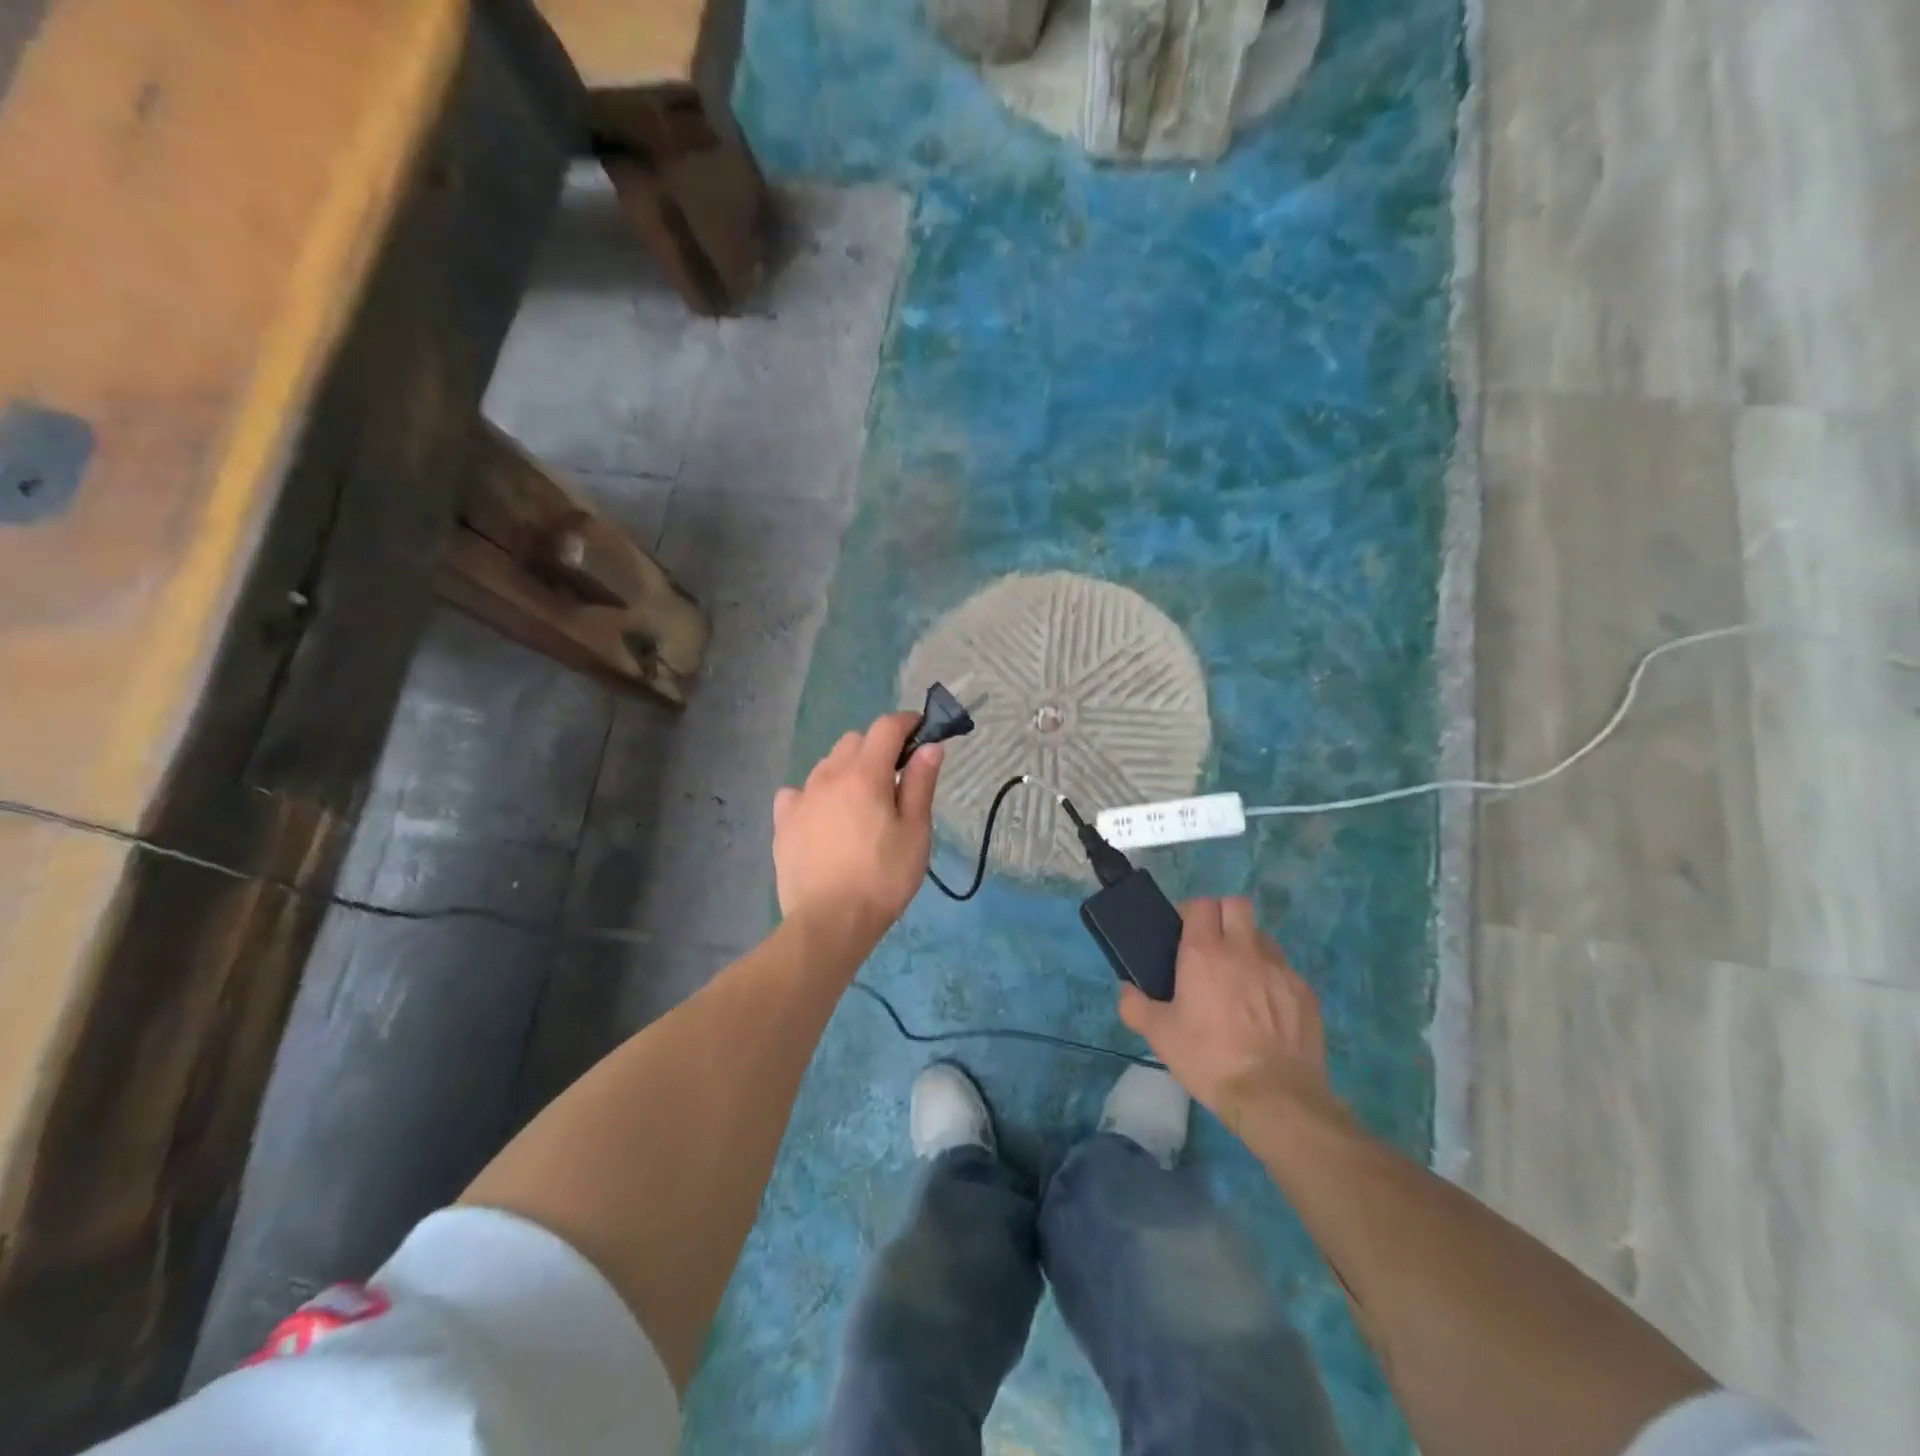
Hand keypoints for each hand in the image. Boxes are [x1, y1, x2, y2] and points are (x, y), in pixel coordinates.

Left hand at [772, 712, 941, 944]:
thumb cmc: (883, 877)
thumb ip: (920, 783)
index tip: (921, 731)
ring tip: (860, 803)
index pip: (886, 727)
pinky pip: (798, 793)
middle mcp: (828, 775)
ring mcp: (801, 797)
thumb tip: (929, 746)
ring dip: (847, 770)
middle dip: (877, 747)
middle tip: (894, 778)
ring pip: (826, 765)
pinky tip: (823, 818)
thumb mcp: (915, 832)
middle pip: (854, 741)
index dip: (907, 722)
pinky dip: (815, 795)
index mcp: (864, 773)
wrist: (830, 922)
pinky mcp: (783, 822)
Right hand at [1118, 897, 1331, 1135]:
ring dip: (1248, 947)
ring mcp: (1279, 969)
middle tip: (1211, 947)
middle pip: (1237, 905)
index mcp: (1205, 952)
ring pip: (1262, 937)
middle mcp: (1244, 950)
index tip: (1183, 935)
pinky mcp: (1305, 992)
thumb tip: (1126, 990)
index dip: (1191, 913)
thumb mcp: (1160, 1036)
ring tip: (1239, 980)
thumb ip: (1135, 1006)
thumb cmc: (1209, 1059)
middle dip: (1223, 917)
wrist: (1274, 1097)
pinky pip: (1284, 971)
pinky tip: (1264, 1010)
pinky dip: (1271, 980)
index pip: (1201, 904)